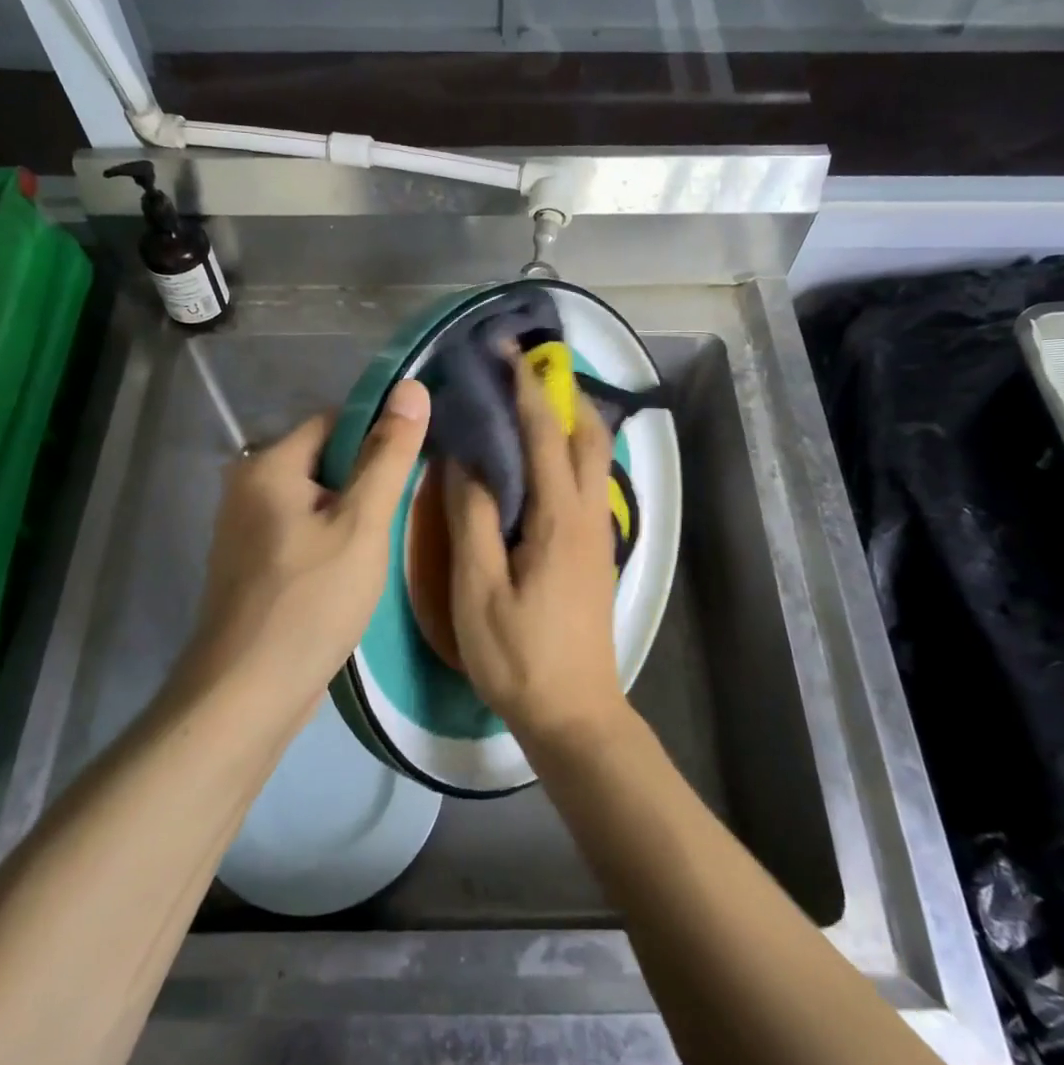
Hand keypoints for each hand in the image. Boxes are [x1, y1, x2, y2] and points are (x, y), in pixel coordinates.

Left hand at [183, 380, 429, 717]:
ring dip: (351, 515)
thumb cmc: (310, 601)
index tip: (416, 463)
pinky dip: (330, 542)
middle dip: (366, 481)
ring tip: (386, 543)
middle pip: (324, 462)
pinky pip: (301, 534)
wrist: (247, 695)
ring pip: (315, 502)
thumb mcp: (361, 525)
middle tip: (405, 512)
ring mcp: (244, 531)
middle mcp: (247, 488)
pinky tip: (355, 571)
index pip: (334, 421)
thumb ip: (388, 457)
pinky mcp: (251, 567)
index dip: (379, 435)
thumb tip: (412, 388)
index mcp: (267, 466)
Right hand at [445, 353, 624, 745]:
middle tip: (524, 372)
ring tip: (531, 405)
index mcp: (559, 519)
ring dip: (569, 421)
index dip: (526, 388)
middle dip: (562, 393)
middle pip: (588, 435)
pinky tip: (540, 462)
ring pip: (594, 459)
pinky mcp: (597, 552)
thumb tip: (464, 461)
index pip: (545, 434)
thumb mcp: (478, 590)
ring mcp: (599, 534)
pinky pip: (588, 483)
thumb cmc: (519, 655)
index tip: (506, 351)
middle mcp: (589, 515)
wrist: (574, 713)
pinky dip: (569, 454)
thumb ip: (471, 519)